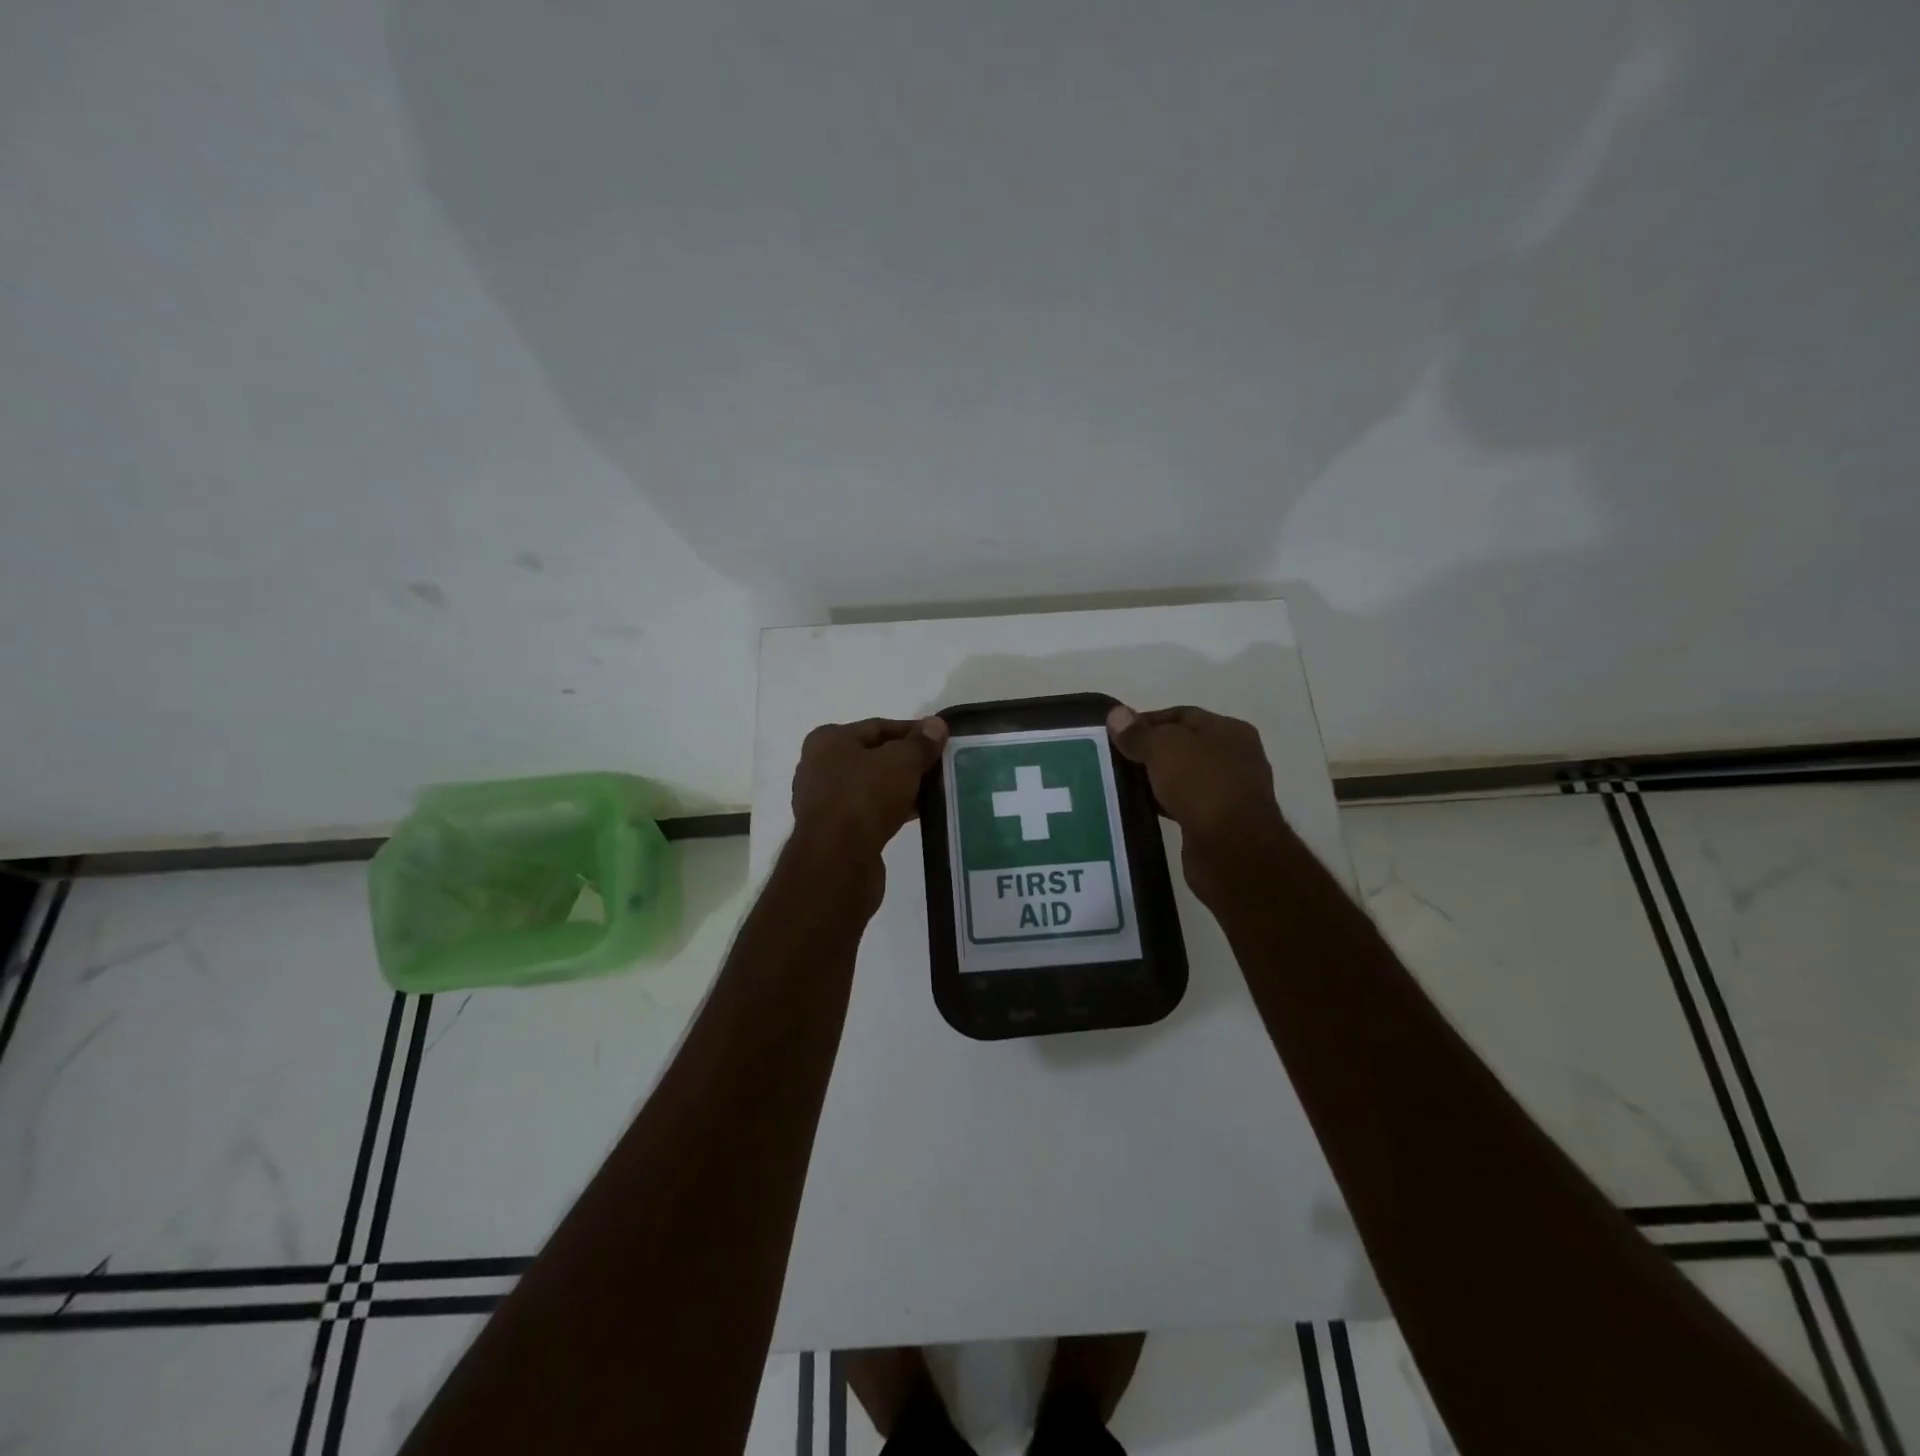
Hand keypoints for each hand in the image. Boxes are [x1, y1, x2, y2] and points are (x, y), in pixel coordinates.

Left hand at [791, 716, 948, 873]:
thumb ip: (920, 743)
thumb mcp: (901, 762)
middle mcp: (819, 767)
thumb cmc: (865, 798)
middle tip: (940, 766)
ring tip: (935, 790)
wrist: (837, 861)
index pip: (878, 727)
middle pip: (874, 756)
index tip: (940, 740)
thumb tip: (936, 724)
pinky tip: (917, 813)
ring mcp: (824, 801)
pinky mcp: (834, 831)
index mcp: (828, 740)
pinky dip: (891, 809)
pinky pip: (869, 811)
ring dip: (901, 787)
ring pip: (872, 786)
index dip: (912, 731)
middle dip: (907, 761)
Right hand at [1107, 704, 1293, 903]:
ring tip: (1121, 784)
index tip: (1116, 734)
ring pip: (1182, 778)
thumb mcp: (1164, 748)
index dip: (1147, 721)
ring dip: (1155, 780)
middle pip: (1182, 746)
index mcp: (1229, 731)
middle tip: (1115, 759)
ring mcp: (1229, 792)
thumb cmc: (1202, 785)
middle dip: (1149, 751)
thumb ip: (1139, 733)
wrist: (1232, 849)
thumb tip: (1116, 714)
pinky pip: (1183, 805)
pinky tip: (1140, 809)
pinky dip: (1163, 804)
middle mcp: (1234, 758)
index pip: (1182, 715)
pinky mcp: (1218, 824)